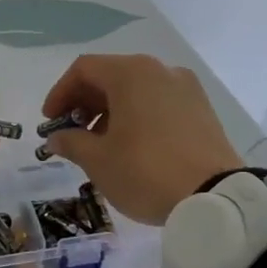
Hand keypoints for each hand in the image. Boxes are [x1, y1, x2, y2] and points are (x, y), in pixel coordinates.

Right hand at [40, 55, 241, 224]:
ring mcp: (186, 88)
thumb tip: (57, 137)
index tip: (50, 121)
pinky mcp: (202, 109)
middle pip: (111, 75)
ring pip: (136, 89)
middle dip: (85, 102)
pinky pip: (159, 102)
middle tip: (72, 132)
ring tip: (100, 144)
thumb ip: (71, 142)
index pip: (84, 69)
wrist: (215, 198)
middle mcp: (160, 70)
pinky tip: (131, 145)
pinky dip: (137, 115)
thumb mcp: (98, 160)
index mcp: (131, 73)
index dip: (60, 93)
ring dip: (110, 110)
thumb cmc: (145, 171)